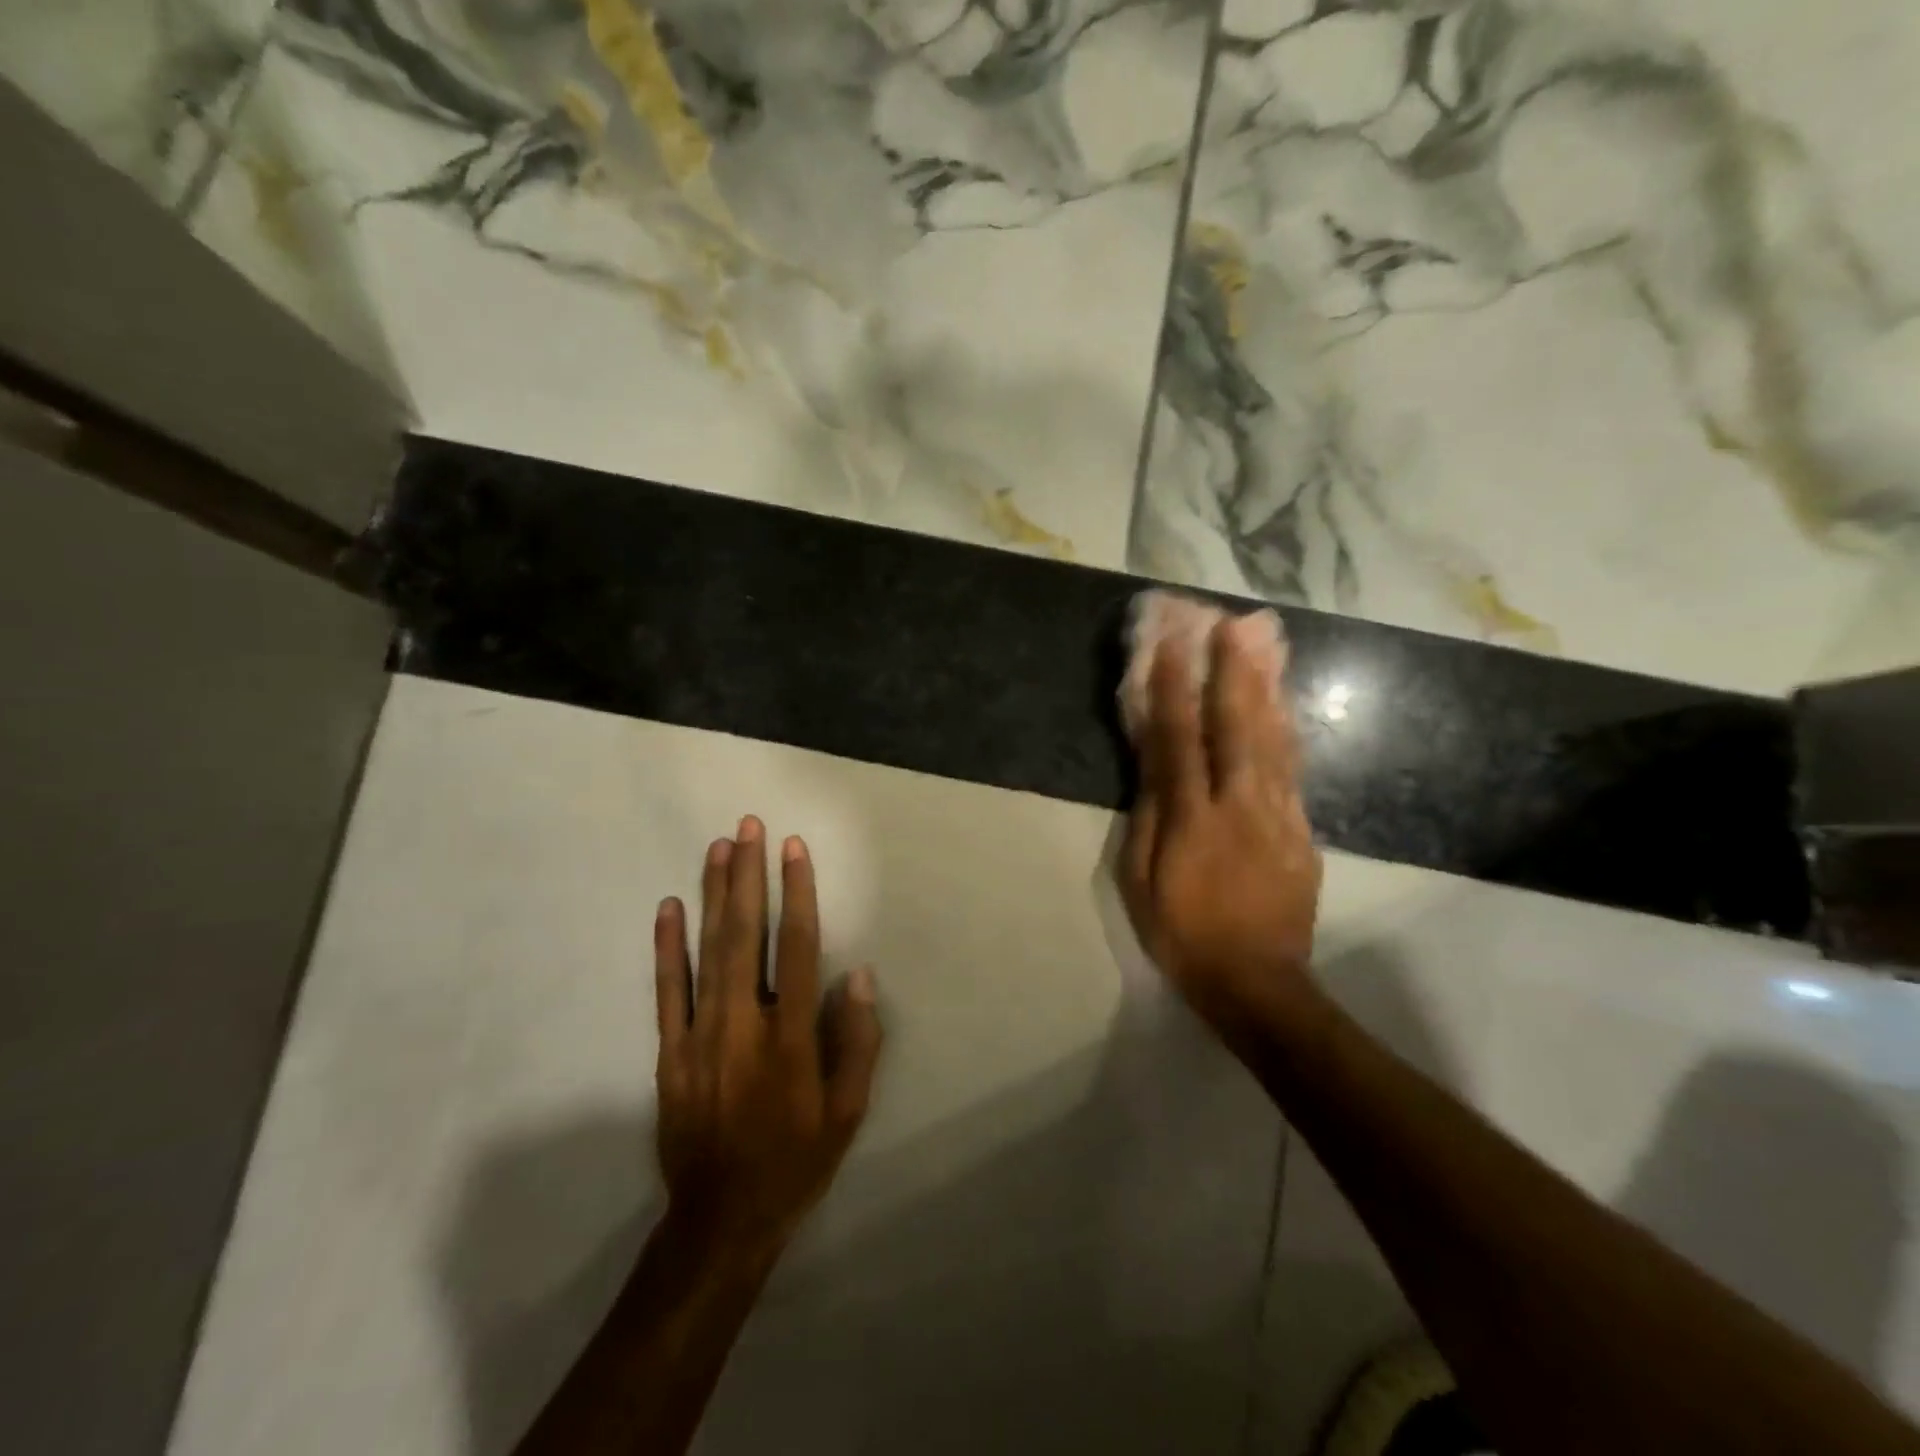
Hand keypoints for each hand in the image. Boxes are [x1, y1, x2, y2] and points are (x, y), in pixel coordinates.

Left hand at [653, 818, 882, 1266]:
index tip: (794, 849)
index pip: (798, 947)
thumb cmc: (795, 1161)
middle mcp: (744, 1024)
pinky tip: (669, 907)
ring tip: (719, 847)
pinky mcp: (669, 1053)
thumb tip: (858, 976)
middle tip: (749, 827)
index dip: (798, 893)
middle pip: (746, 934)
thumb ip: (857, 1042)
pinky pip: (667, 991)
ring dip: (714, 894)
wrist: (720, 1221)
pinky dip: (667, 946)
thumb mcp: (847, 1113)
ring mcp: (700, 1035)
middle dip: (749, 875)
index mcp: (791, 1037)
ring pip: (707, 950)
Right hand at [1119, 611, 1322, 1046]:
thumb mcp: (1140, 879)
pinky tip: (1282, 706)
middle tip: (1232, 625)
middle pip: (1237, 727)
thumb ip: (1147, 816)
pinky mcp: (1301, 830)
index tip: (1170, 644)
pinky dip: (1285, 730)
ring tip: (1263, 646)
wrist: (1257, 981)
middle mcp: (1240, 806)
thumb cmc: (1181, 931)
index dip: (1173, 689)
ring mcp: (1279, 817)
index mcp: (1192, 819)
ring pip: (1274, 741)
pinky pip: (1291, 770)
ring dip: (1266, 689)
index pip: (1179, 740)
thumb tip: (1152, 763)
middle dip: (1232, 672)